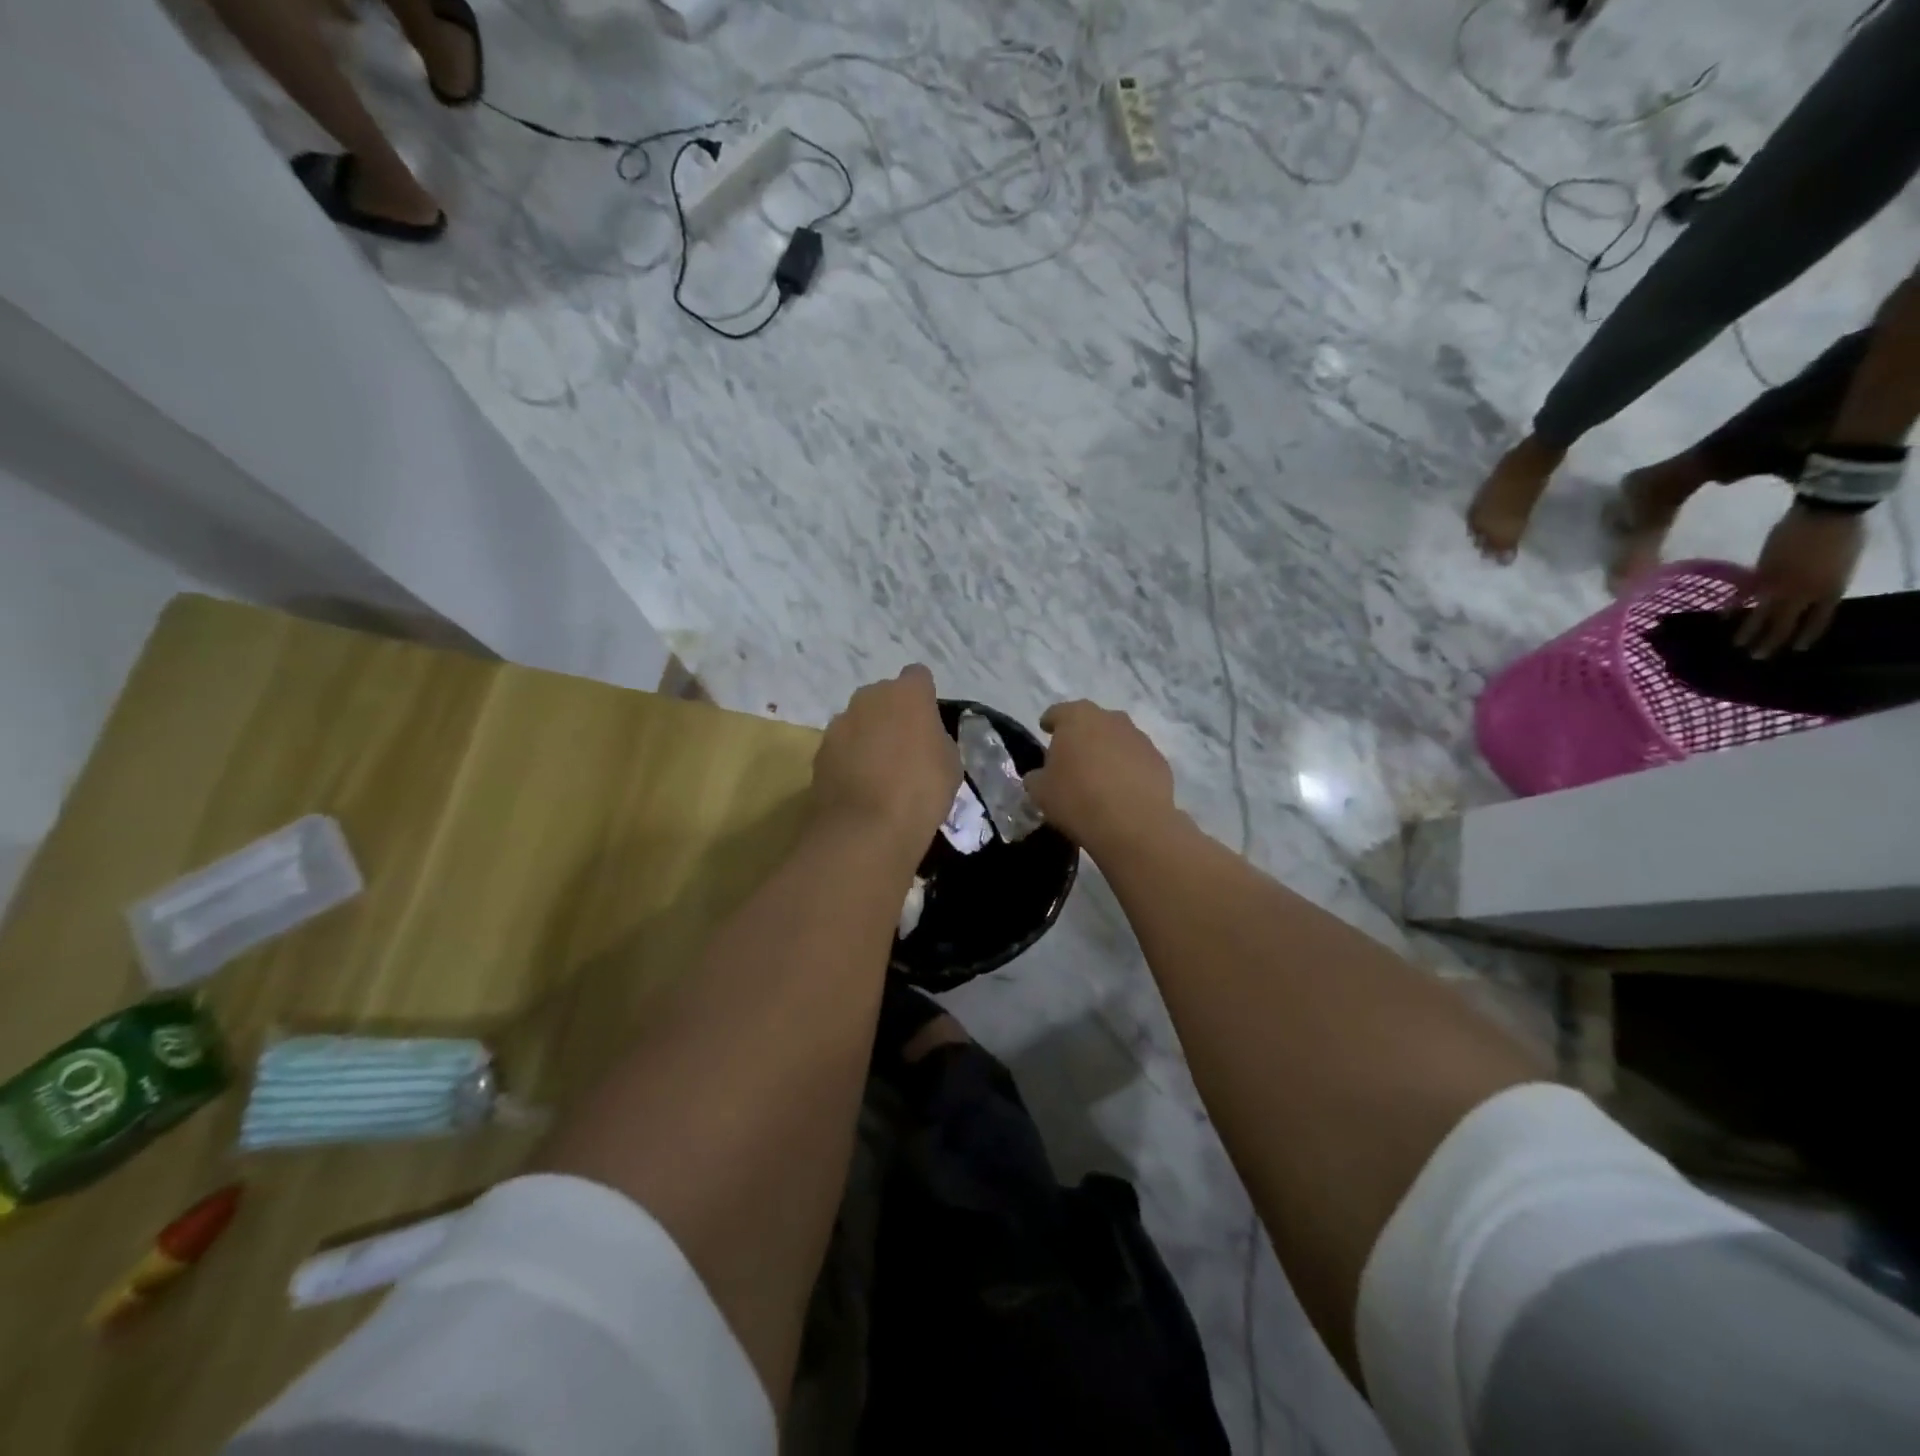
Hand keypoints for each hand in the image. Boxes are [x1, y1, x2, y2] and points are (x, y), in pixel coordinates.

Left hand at [810, 666, 960, 851]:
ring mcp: (839, 722)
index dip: (924, 697)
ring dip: (868, 736)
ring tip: (880, 772)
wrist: (866, 828)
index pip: (918, 677)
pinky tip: (860, 786)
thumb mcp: (950, 764)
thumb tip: (924, 739)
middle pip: (884, 696)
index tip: (928, 722)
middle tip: (905, 748)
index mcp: (907, 693)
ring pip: (859, 720)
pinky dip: (849, 759)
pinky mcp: (820, 751)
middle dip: (892, 714)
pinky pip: (842, 746)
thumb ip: (936, 739)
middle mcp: (869, 697)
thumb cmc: (921, 790)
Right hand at [1025, 700, 1178, 857]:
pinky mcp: (1159, 760)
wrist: (1133, 824)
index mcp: (1077, 717)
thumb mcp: (1040, 791)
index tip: (1045, 731)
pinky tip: (1121, 791)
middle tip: (1072, 758)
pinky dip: (1128, 769)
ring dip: (1107, 751)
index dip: (1050, 722)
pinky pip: (1136, 760)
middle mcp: (1111, 719)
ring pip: (1116, 739)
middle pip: (1091, 722)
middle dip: (1081, 736)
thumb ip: (1036, 777)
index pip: (1058, 712)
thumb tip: (1041, 775)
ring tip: (1099, 777)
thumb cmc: (1077, 799)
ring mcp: (1139, 738)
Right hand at [1733, 505, 1864, 657]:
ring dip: (1749, 632)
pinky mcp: (1759, 574)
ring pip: (1763, 614)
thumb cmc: (1843, 534)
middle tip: (1758, 657)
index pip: (1818, 620)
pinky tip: (1723, 617)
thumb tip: (1808, 595)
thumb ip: (1825, 581)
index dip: (1807, 635)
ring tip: (1738, 646)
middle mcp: (1804, 593)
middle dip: (1772, 641)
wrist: (1826, 512)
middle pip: (1786, 623)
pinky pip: (1744, 595)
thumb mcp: (1843, 563)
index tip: (1797, 650)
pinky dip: (1733, 606)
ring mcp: (1779, 584)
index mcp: (1831, 589)